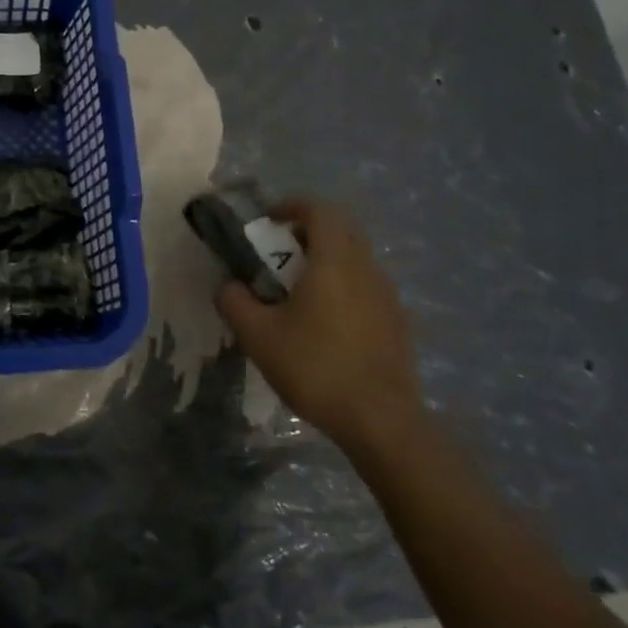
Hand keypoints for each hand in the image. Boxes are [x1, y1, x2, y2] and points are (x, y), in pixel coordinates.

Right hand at [217, 199, 420, 450]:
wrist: (381, 421)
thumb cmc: (315, 367)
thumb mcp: (258, 336)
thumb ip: (235, 302)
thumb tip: (230, 286)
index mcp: (334, 260)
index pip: (319, 209)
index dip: (292, 206)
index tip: (268, 221)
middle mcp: (366, 268)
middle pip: (340, 231)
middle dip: (306, 233)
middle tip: (278, 255)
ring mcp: (387, 296)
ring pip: (355, 260)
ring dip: (325, 262)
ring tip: (297, 293)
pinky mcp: (397, 323)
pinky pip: (366, 287)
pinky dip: (343, 288)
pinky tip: (325, 325)